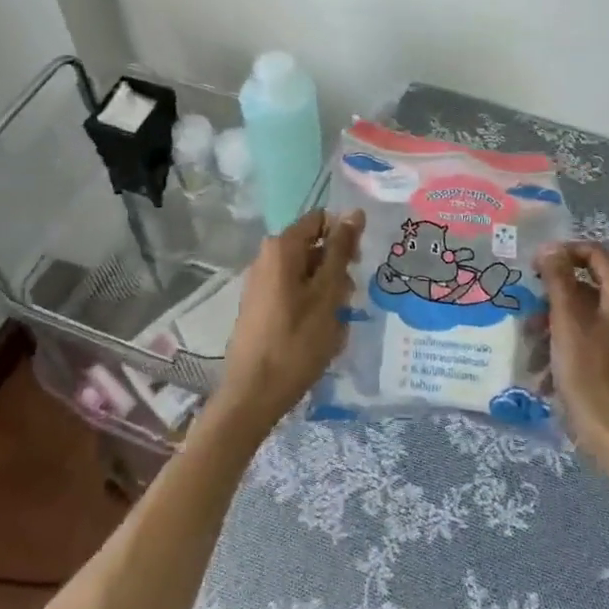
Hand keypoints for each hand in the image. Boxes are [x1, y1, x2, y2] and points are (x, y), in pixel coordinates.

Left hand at [206, 207, 364, 440]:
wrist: (251, 395)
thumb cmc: (295, 342)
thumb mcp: (327, 294)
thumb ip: (341, 251)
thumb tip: (355, 212)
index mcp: (281, 247)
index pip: (320, 220)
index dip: (344, 237)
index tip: (357, 266)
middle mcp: (266, 257)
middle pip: (313, 247)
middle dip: (336, 270)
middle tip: (347, 301)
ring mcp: (260, 283)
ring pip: (306, 274)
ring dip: (326, 293)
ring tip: (335, 325)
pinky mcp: (259, 306)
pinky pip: (293, 293)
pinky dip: (311, 306)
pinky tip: (319, 335)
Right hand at [536, 242, 608, 470]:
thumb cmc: (592, 375)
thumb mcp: (567, 322)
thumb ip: (558, 280)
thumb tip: (550, 248)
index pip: (594, 253)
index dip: (562, 253)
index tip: (534, 269)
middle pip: (585, 288)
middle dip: (551, 301)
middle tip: (526, 318)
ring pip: (583, 318)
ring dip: (553, 329)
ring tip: (531, 353)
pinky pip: (589, 343)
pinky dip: (565, 351)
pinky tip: (545, 376)